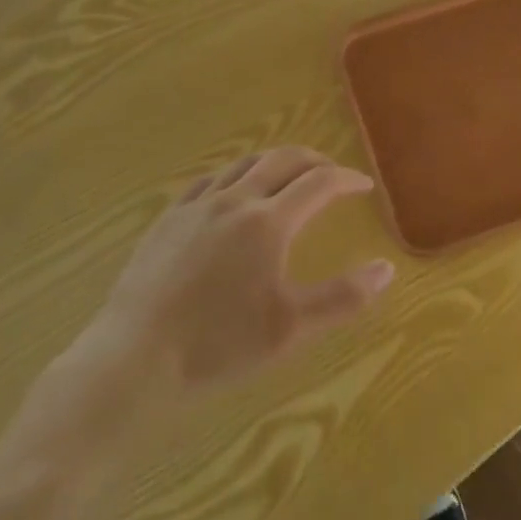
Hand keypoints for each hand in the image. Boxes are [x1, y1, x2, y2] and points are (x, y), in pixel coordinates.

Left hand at [62, 147, 394, 414]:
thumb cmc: (218, 346)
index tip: (364, 186)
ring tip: (287, 176)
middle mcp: (234, 200)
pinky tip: (230, 193)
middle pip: (282, 160)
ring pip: (243, 164)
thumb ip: (343, 297)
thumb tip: (387, 268)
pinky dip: (234, 176)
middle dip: (313, 160)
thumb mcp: (290, 328)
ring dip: (274, 162)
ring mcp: (196, 206)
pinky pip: (208, 180)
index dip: (346, 179)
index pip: (319, 183)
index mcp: (268, 222)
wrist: (133, 359)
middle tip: (331, 172)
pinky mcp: (167, 219)